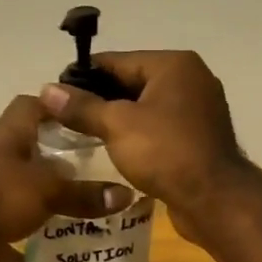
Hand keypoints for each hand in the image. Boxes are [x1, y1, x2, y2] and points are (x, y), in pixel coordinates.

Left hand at [0, 94, 133, 261]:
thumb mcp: (46, 191)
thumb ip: (83, 194)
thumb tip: (125, 195)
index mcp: (8, 139)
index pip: (30, 106)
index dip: (54, 107)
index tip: (81, 119)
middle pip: (23, 151)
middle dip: (52, 162)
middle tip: (86, 174)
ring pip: (10, 192)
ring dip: (33, 203)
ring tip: (66, 215)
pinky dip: (11, 245)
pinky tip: (30, 259)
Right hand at [38, 51, 245, 232]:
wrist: (214, 200)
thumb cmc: (165, 153)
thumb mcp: (117, 125)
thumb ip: (82, 107)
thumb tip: (47, 89)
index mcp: (174, 65)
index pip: (117, 61)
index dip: (82, 76)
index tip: (54, 93)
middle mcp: (191, 80)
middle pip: (132, 83)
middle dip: (99, 100)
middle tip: (64, 118)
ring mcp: (198, 110)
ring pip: (146, 108)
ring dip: (118, 120)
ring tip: (83, 135)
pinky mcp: (199, 138)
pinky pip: (159, 129)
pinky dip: (138, 136)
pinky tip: (114, 150)